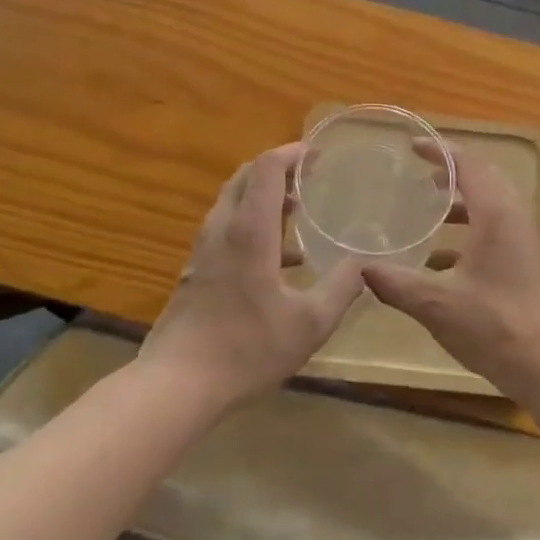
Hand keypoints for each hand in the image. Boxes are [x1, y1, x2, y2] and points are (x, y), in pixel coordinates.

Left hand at [141, 144, 365, 408]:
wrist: (176, 385)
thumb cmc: (246, 348)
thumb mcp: (309, 323)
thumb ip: (341, 289)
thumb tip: (363, 265)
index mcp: (249, 230)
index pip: (266, 168)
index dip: (291, 154)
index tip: (317, 156)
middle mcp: (222, 229)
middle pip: (245, 177)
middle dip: (277, 169)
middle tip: (309, 178)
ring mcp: (203, 250)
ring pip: (232, 203)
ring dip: (263, 197)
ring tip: (297, 212)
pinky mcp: (196, 272)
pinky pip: (226, 229)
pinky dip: (252, 224)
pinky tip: (278, 261)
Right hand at [361, 142, 539, 403]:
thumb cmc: (495, 325)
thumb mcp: (436, 303)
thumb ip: (396, 283)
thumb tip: (359, 269)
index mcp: (495, 213)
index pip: (467, 164)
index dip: (439, 151)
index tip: (411, 147)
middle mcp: (512, 217)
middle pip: (482, 177)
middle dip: (450, 172)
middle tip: (418, 174)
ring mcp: (522, 239)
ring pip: (489, 204)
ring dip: (460, 202)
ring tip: (427, 211)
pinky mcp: (524, 261)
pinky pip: (494, 228)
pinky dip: (468, 229)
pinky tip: (438, 259)